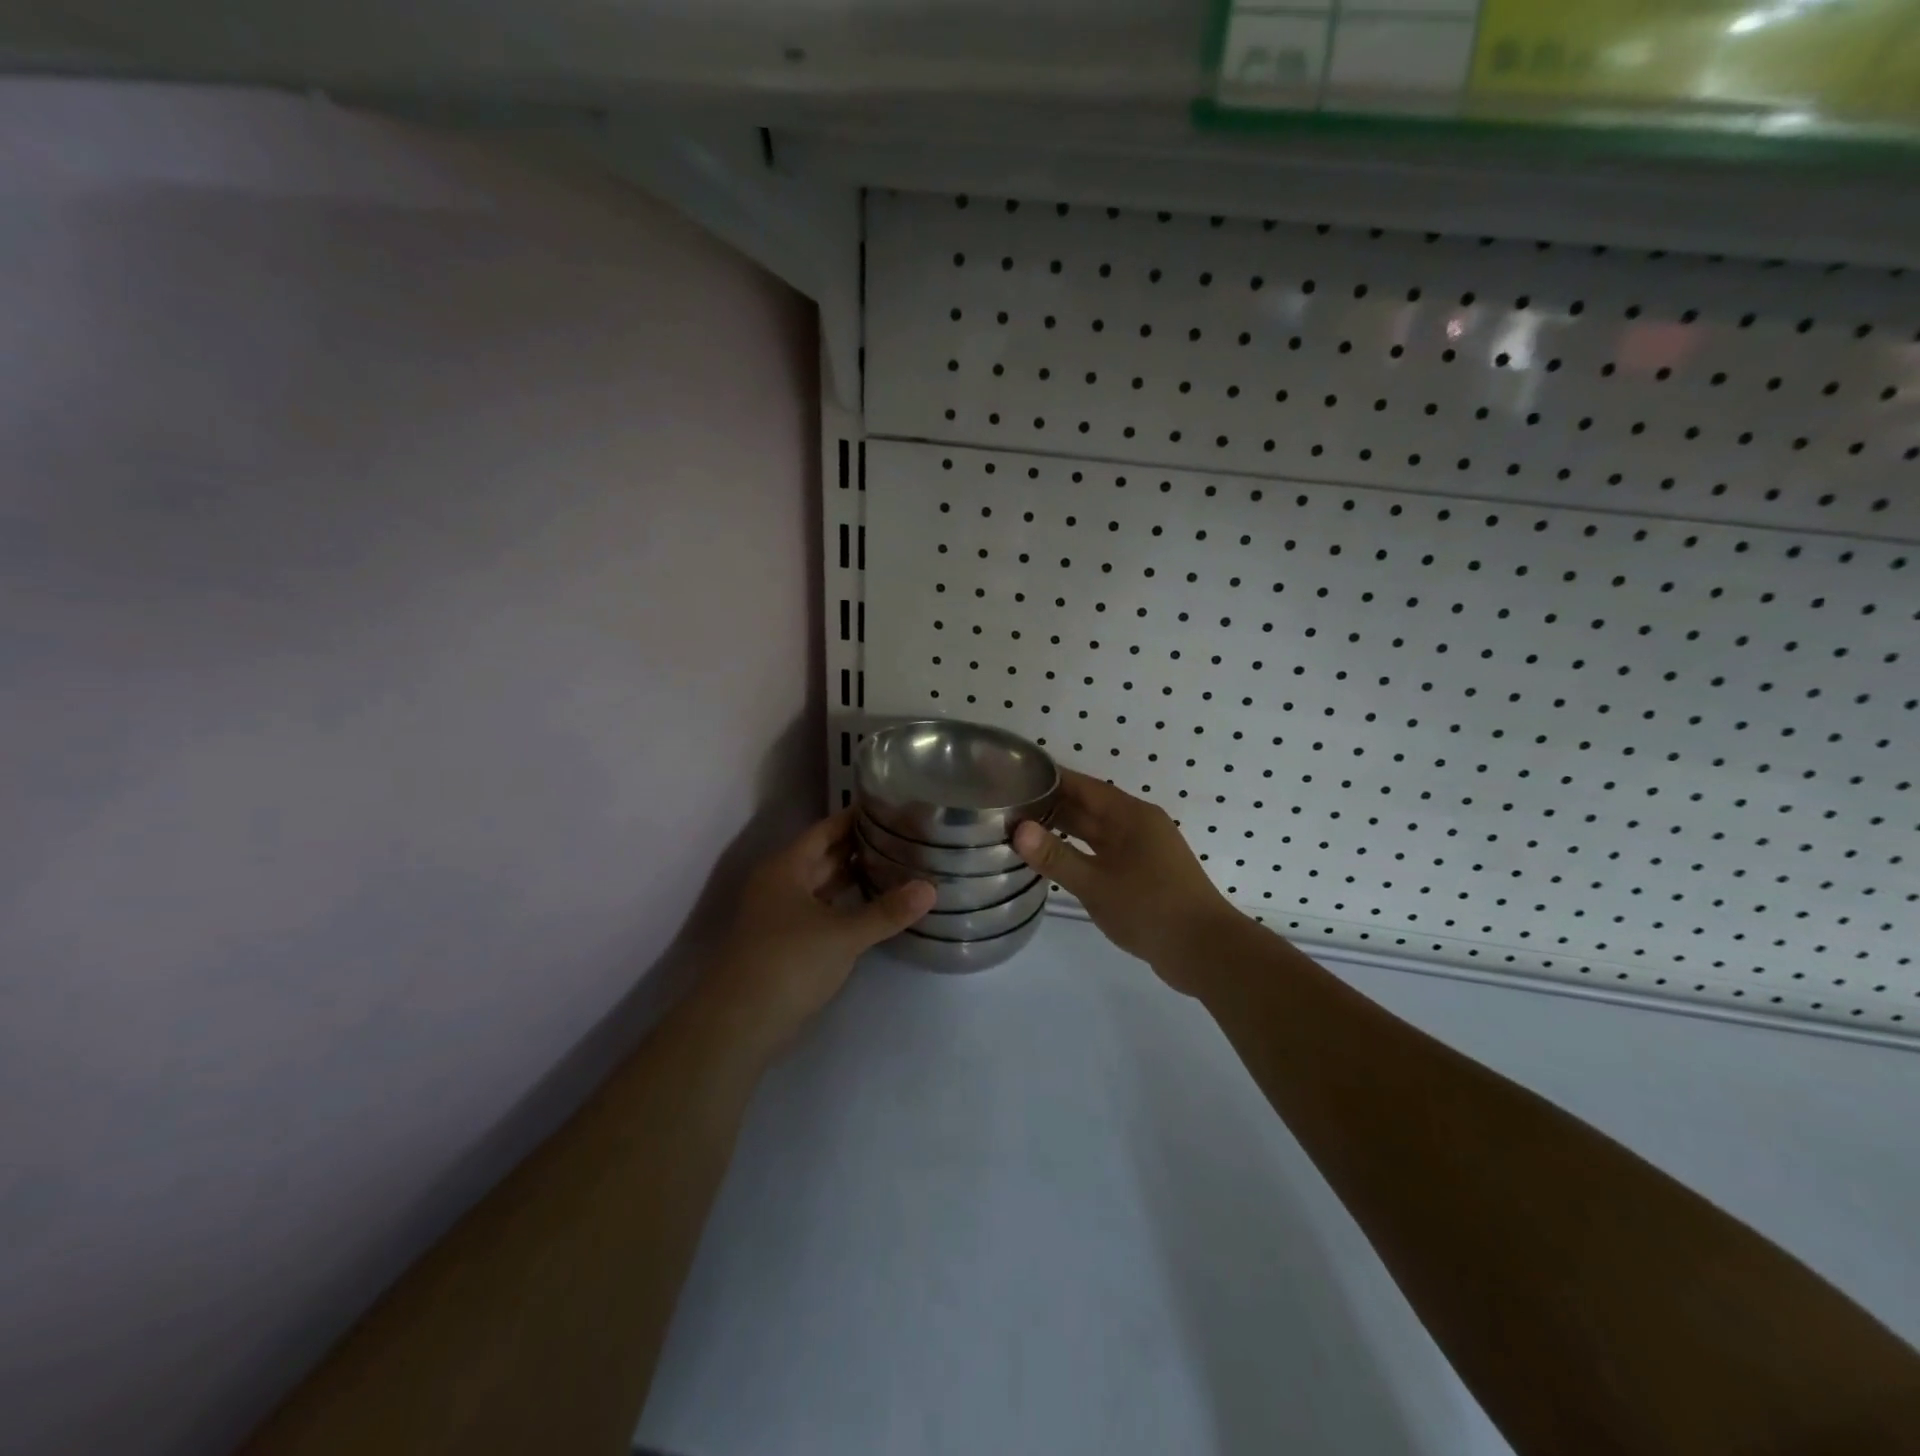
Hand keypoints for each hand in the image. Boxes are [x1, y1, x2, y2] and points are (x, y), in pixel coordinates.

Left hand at [696, 808, 935, 1062]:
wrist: (741, 1022)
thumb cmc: (789, 962)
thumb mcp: (844, 935)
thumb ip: (887, 911)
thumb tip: (931, 889)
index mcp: (787, 867)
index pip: (826, 830)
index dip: (856, 817)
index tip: (891, 808)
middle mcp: (781, 883)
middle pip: (824, 855)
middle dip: (860, 846)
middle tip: (904, 836)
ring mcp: (781, 914)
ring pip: (823, 884)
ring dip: (854, 876)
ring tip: (896, 865)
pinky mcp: (787, 942)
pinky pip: (822, 910)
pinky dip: (846, 904)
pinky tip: (873, 906)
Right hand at [1014, 770, 1243, 991]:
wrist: (1205, 951)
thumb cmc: (1149, 909)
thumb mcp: (1095, 884)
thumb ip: (1056, 856)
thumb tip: (1018, 828)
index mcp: (1131, 815)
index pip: (1083, 786)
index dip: (1051, 780)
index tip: (1016, 777)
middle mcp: (1139, 824)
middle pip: (1090, 807)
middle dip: (1053, 805)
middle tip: (1010, 806)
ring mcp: (1145, 849)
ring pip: (1098, 831)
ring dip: (1066, 830)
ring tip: (1025, 831)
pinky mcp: (1147, 872)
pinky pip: (1106, 851)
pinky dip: (1081, 851)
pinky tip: (1058, 861)